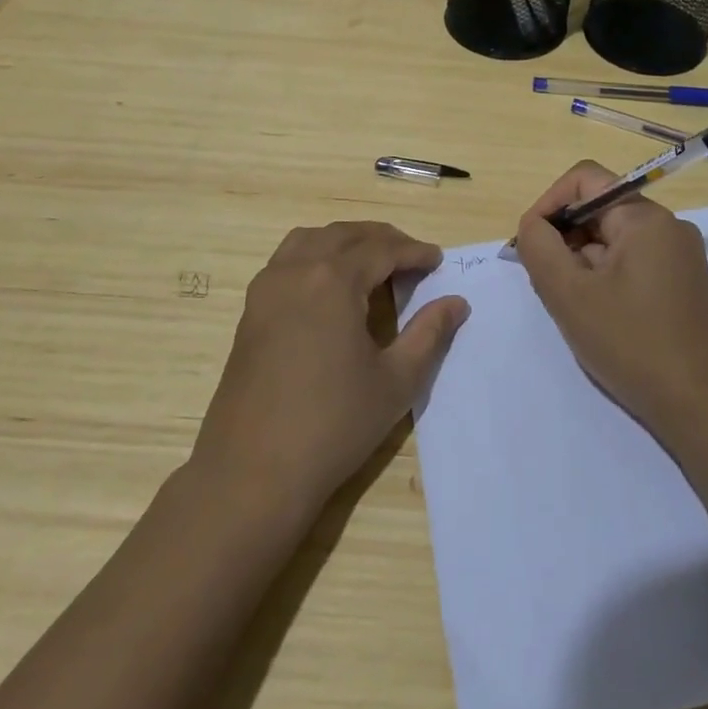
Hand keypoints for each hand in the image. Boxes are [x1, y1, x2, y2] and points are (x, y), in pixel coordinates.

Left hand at [193, 222, 468, 516]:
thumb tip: (457, 303)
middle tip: (411, 257)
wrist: (252, 473)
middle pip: (344, 235)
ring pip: (310, 240)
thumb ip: (429, 334)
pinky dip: (314, 255)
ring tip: (371, 263)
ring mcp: (266, 289)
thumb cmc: (333, 425)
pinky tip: (330, 287)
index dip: (414, 252)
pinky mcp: (250, 311)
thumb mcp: (396, 381)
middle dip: (381, 239)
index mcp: (333, 281)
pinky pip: (286, 261)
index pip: (381, 249)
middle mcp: (296, 271)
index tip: (437, 260)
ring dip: (344, 241)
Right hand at [516, 161, 707, 440]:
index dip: (548, 204)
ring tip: (571, 305)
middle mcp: (667, 226)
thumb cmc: (632, 344)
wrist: (701, 408)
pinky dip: (603, 277)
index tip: (529, 244)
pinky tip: (596, 315)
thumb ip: (539, 247)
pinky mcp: (682, 283)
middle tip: (545, 283)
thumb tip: (533, 226)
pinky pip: (630, 262)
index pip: (584, 180)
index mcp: (645, 218)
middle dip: (563, 238)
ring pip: (612, 239)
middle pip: (598, 210)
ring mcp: (679, 256)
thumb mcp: (569, 294)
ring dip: (581, 262)